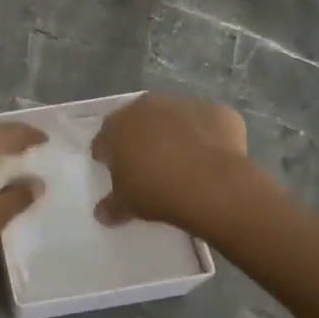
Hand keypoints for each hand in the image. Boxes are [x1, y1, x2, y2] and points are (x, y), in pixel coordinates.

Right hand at [93, 93, 267, 233]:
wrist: (212, 184)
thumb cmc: (157, 191)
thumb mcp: (127, 204)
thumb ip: (112, 206)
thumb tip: (102, 213)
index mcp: (116, 126)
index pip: (104, 139)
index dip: (108, 155)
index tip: (114, 171)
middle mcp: (146, 106)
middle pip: (138, 121)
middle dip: (140, 138)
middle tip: (148, 164)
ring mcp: (182, 104)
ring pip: (173, 118)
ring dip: (174, 133)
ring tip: (184, 160)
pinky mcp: (216, 111)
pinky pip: (207, 123)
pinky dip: (208, 135)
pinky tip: (213, 158)